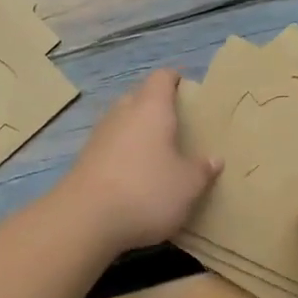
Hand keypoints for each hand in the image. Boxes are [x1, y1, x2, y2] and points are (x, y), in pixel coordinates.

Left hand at [59, 68, 219, 253]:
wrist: (84, 220)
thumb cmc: (146, 192)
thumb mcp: (187, 186)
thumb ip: (202, 170)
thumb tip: (214, 159)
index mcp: (151, 109)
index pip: (162, 78)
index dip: (176, 80)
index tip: (190, 93)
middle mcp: (122, 113)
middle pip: (139, 97)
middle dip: (156, 107)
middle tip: (178, 127)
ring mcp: (99, 136)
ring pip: (122, 122)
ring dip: (138, 132)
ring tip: (158, 153)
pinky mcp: (84, 160)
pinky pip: (110, 146)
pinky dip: (123, 154)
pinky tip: (134, 176)